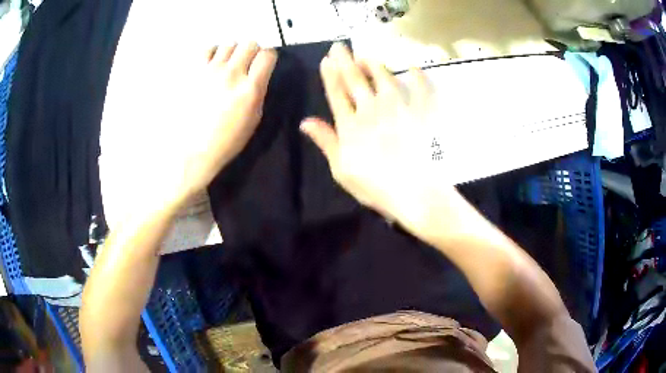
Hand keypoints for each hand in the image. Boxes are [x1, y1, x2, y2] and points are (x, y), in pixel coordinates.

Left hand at [176, 42, 277, 200]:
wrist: (191, 151)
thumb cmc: (225, 141)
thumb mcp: (253, 119)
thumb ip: (258, 92)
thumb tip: (256, 75)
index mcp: (250, 89)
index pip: (268, 55)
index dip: (268, 57)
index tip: (264, 64)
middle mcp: (232, 74)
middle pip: (249, 43)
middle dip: (251, 51)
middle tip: (246, 63)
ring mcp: (210, 70)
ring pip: (229, 44)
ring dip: (232, 52)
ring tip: (226, 65)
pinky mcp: (193, 72)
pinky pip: (207, 49)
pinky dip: (213, 53)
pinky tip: (211, 65)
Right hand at [301, 43, 449, 221]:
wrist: (414, 190)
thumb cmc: (374, 185)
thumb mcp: (341, 168)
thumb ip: (325, 141)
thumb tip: (305, 121)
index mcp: (350, 124)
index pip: (336, 93)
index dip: (330, 75)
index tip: (326, 59)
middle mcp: (372, 109)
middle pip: (355, 79)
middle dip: (345, 61)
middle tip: (339, 46)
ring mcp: (397, 108)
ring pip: (383, 78)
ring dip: (373, 64)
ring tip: (366, 55)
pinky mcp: (419, 113)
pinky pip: (420, 90)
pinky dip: (417, 78)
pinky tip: (414, 67)